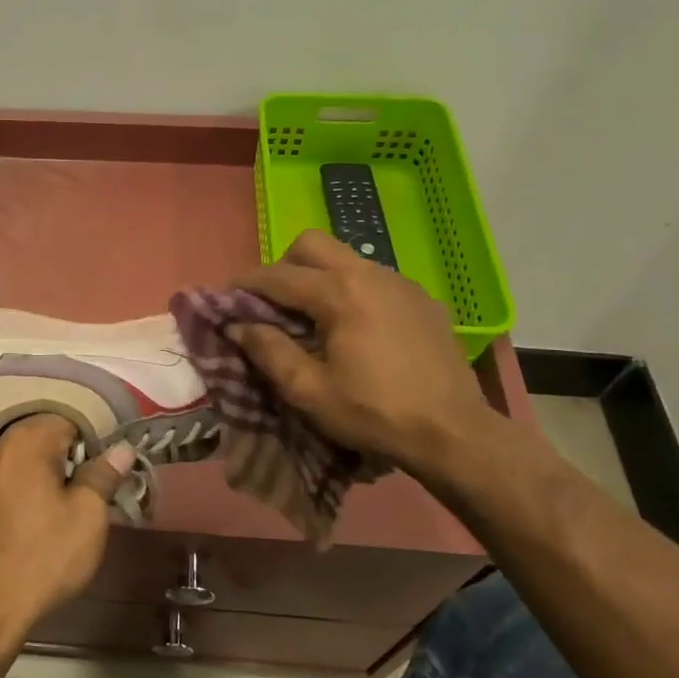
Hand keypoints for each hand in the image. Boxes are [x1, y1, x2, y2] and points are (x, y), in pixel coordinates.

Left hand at [0, 415, 135, 639]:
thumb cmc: (43, 556)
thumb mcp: (87, 516)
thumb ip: (104, 475)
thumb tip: (121, 447)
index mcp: (27, 440)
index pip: (69, 419)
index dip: (93, 443)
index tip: (106, 472)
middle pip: (41, 440)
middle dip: (67, 460)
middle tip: (88, 492)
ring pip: (19, 464)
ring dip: (41, 477)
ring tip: (60, 508)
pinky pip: (0, 486)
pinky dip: (17, 494)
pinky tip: (27, 523)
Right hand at [231, 229, 494, 473]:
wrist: (454, 432)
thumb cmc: (374, 413)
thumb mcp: (308, 391)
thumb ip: (268, 351)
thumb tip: (236, 325)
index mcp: (340, 293)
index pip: (277, 275)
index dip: (244, 285)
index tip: (224, 300)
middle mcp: (370, 274)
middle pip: (312, 244)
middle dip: (283, 266)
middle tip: (273, 304)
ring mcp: (401, 283)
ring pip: (345, 258)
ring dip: (317, 277)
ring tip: (310, 318)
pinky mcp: (421, 299)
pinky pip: (373, 278)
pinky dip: (349, 290)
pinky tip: (352, 328)